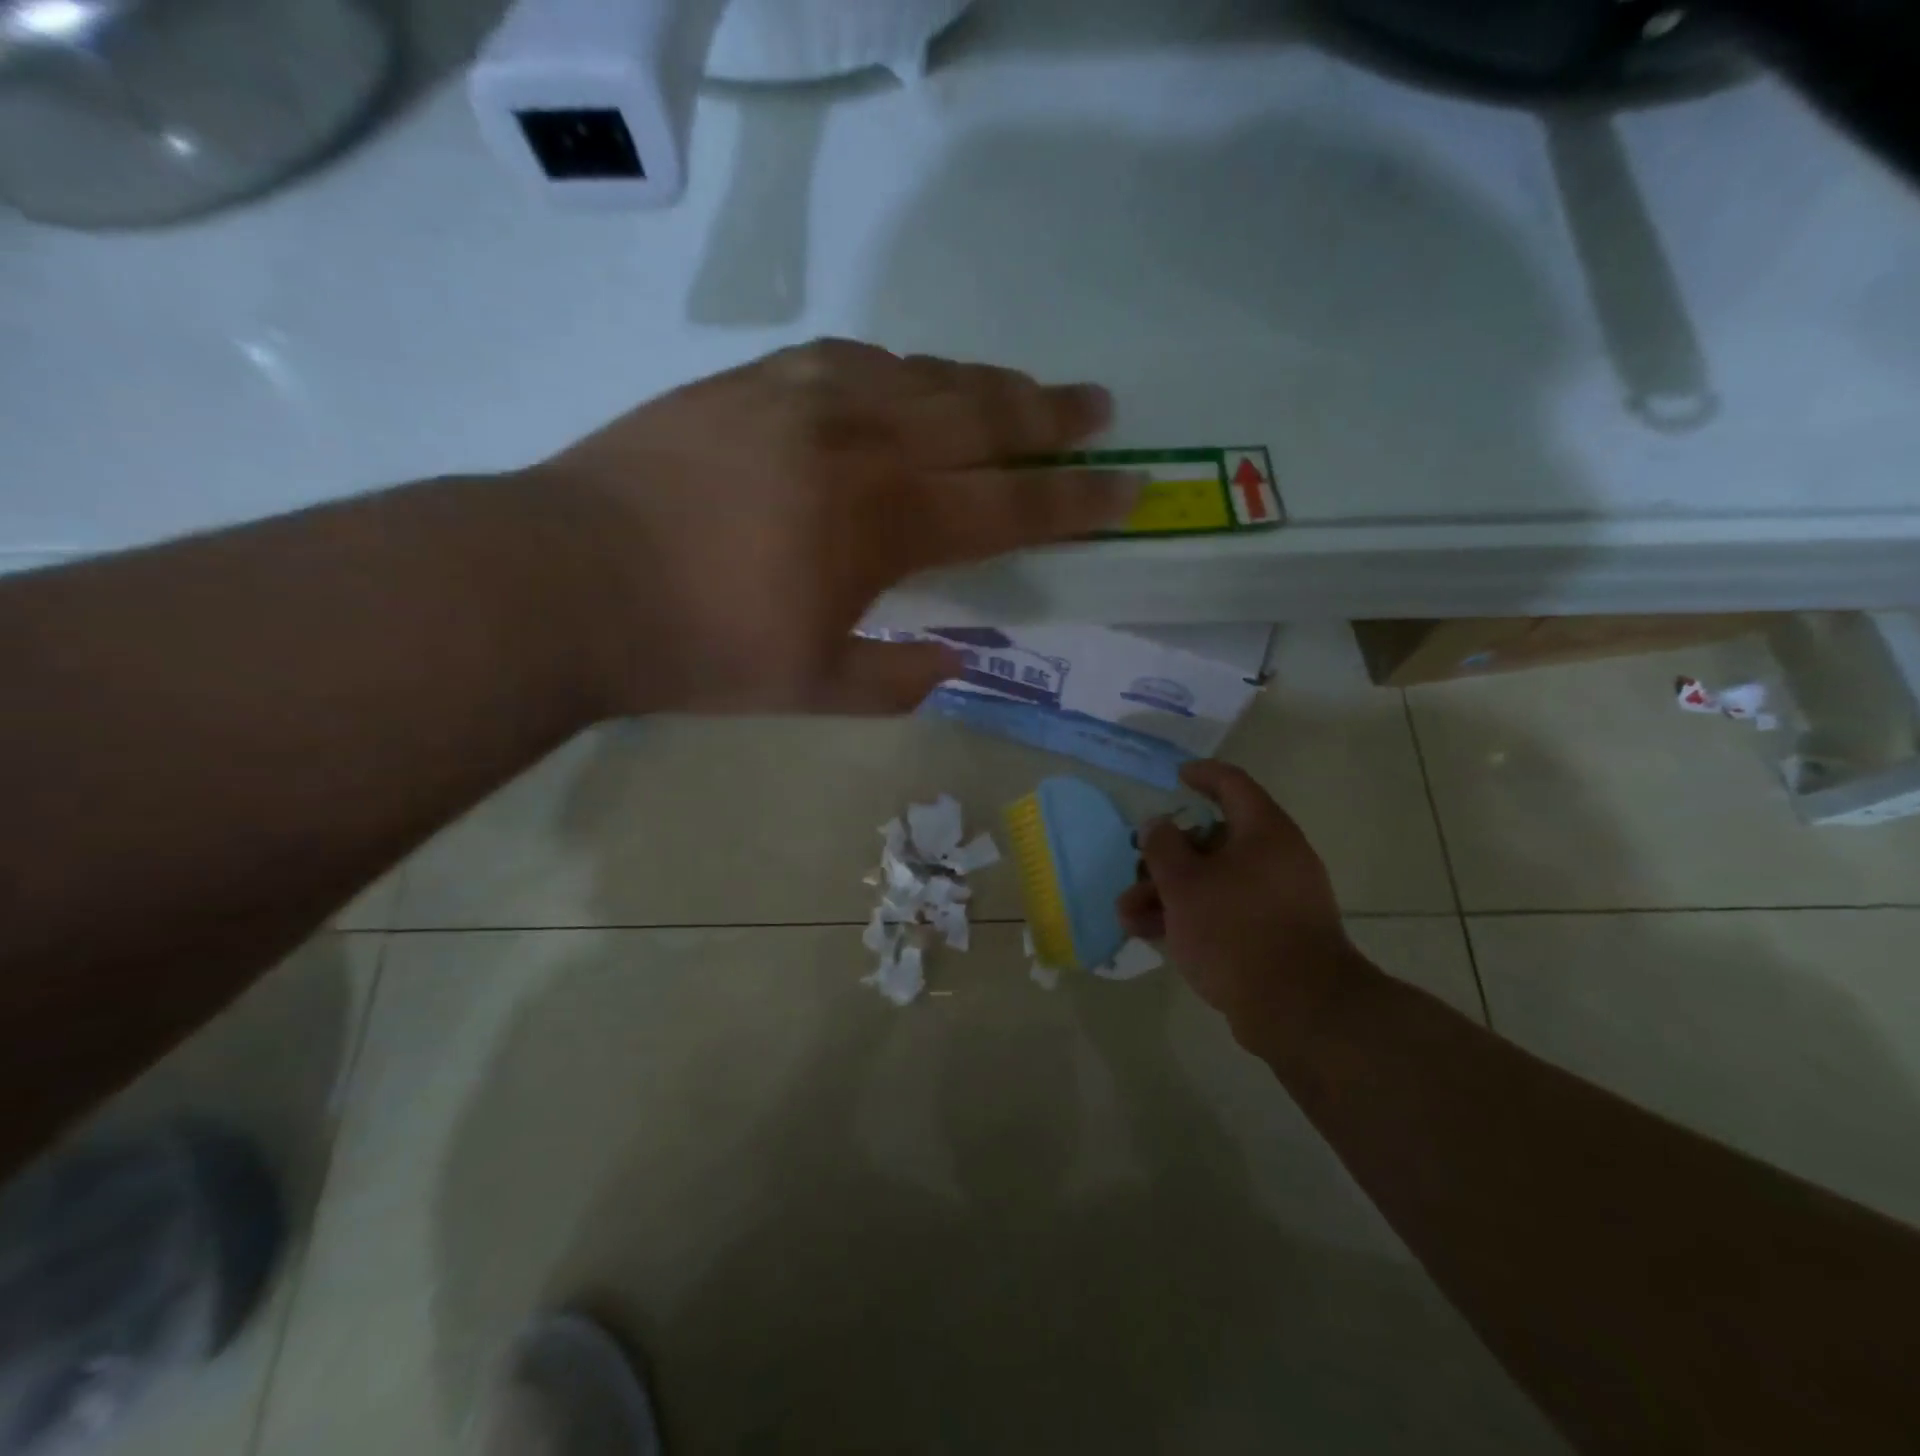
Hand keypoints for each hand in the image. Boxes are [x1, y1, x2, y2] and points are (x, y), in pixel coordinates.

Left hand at [527, 339, 1138, 714]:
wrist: (568, 580)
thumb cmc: (699, 647)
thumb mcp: (813, 687)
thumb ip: (897, 677)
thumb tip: (958, 663)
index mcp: (884, 523)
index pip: (1010, 504)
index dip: (1078, 500)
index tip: (1131, 487)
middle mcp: (859, 442)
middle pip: (979, 415)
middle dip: (1049, 414)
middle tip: (1097, 407)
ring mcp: (803, 397)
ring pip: (920, 375)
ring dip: (980, 383)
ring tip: (1017, 391)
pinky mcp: (752, 380)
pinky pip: (851, 358)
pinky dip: (899, 369)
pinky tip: (907, 379)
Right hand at [1119, 761, 1362, 1047]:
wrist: (1298, 1010)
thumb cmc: (1236, 930)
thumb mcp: (1184, 883)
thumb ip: (1163, 847)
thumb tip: (1158, 824)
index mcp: (1264, 832)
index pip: (1232, 785)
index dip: (1201, 775)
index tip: (1175, 777)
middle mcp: (1276, 859)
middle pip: (1213, 840)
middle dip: (1166, 856)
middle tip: (1135, 868)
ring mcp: (1277, 900)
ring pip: (1213, 881)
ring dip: (1168, 892)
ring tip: (1127, 915)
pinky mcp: (1273, 936)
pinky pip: (1225, 911)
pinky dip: (1190, 915)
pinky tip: (1152, 933)